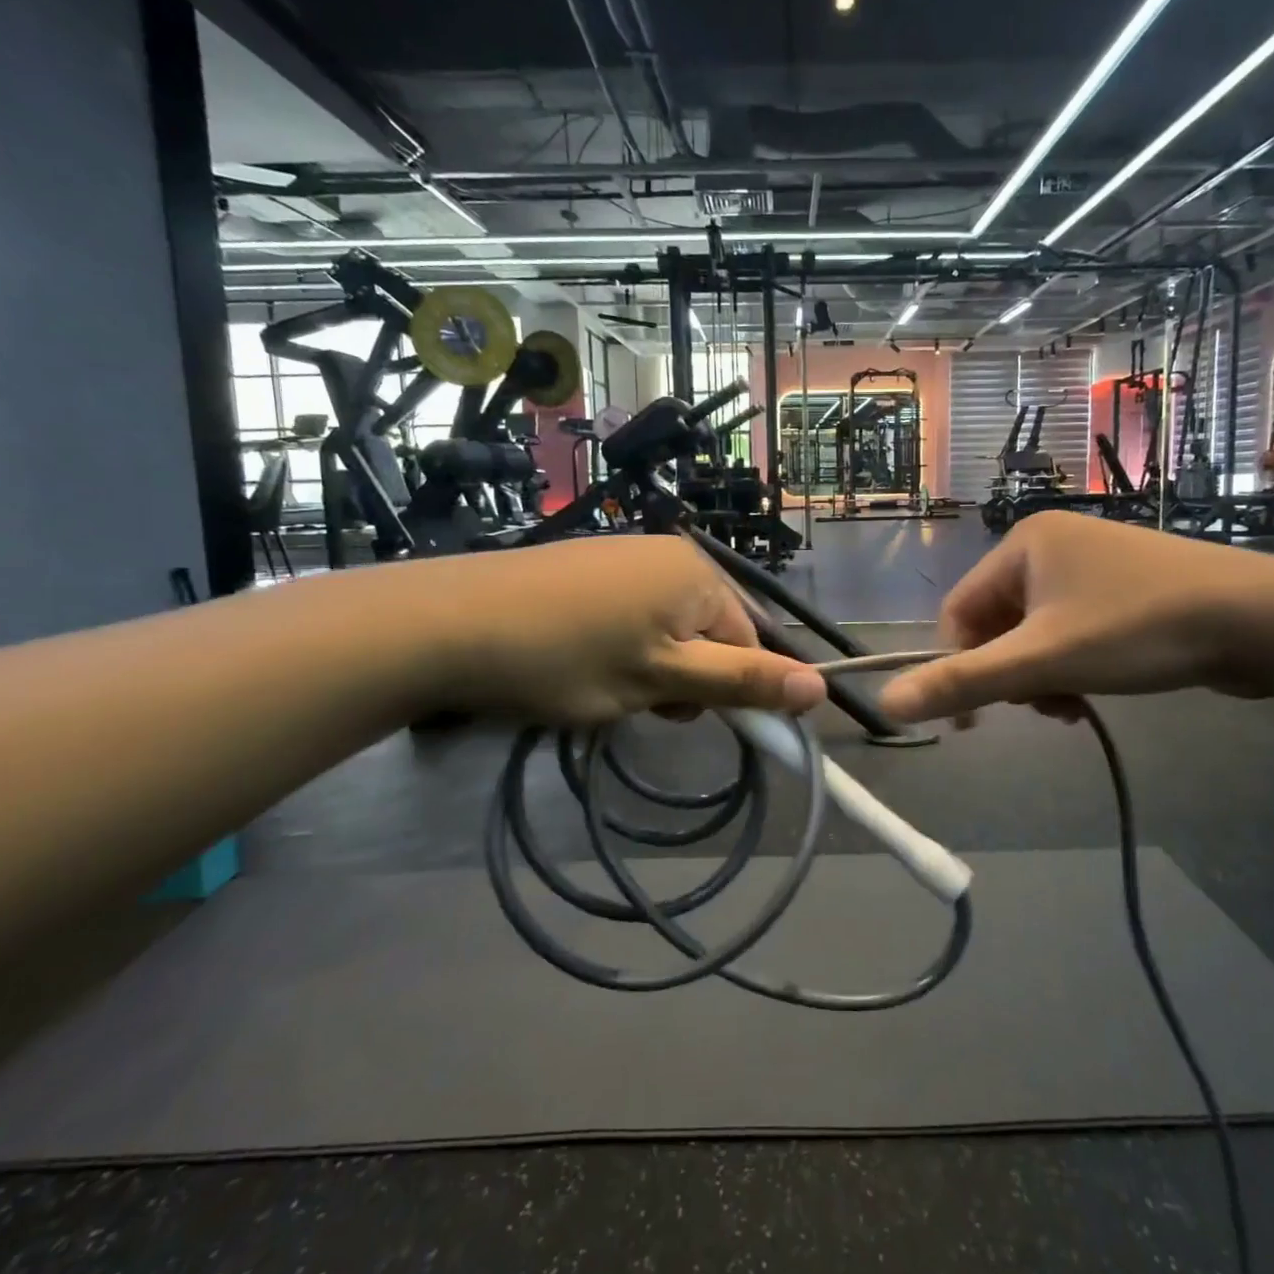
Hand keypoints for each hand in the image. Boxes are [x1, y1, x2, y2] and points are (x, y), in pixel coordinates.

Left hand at [398, 536, 828, 725]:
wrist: (451, 624)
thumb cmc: (568, 657)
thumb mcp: (663, 679)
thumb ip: (744, 682)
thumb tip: (822, 688)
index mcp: (699, 575)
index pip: (750, 641)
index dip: (730, 689)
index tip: (684, 719)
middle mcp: (671, 553)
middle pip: (711, 632)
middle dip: (688, 676)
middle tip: (639, 701)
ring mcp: (627, 555)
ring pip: (671, 628)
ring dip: (655, 665)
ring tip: (606, 685)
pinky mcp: (590, 565)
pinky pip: (635, 612)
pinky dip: (624, 644)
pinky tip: (583, 659)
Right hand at [880, 512, 1273, 722]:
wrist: (1262, 619)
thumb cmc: (1138, 629)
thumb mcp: (1042, 661)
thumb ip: (962, 683)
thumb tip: (885, 704)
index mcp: (1022, 543)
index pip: (959, 611)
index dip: (959, 665)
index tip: (978, 717)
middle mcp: (1052, 543)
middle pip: (998, 622)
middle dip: (1011, 672)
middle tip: (1042, 705)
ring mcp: (1092, 563)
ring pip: (1035, 631)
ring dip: (1041, 674)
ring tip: (1071, 704)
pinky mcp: (1125, 587)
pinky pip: (1071, 628)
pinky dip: (1071, 663)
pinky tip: (1093, 690)